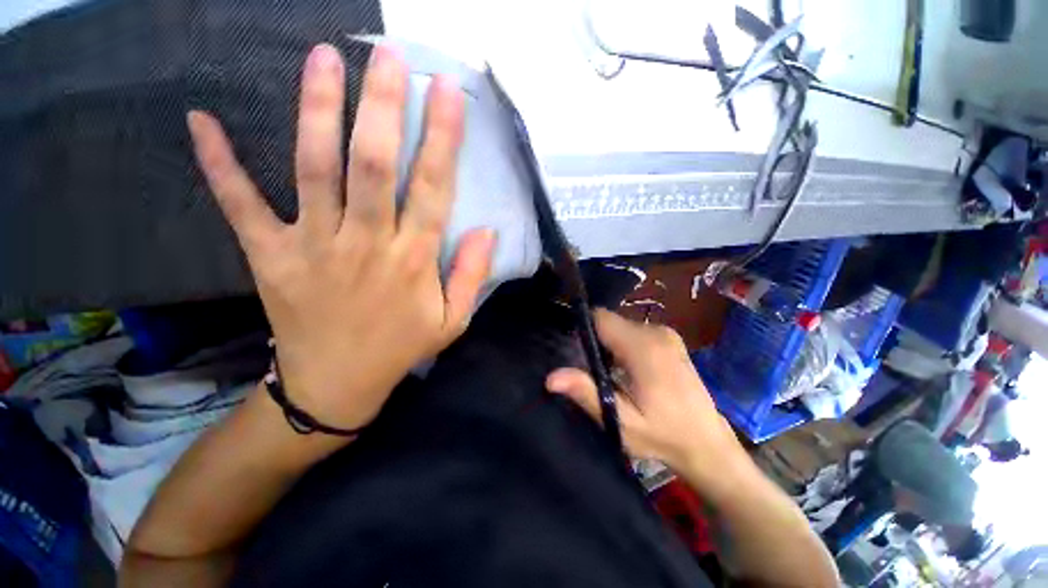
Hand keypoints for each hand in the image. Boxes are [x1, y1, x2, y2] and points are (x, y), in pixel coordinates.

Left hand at [187, 44, 494, 429]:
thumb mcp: (453, 320)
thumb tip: (486, 231)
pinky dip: (219, 164)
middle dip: (383, 106)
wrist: (337, 384)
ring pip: (315, 169)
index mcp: (413, 261)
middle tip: (387, 55)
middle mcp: (366, 244)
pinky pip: (241, 205)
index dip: (442, 138)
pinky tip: (203, 121)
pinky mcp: (269, 257)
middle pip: (374, 165)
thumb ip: (472, 276)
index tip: (446, 91)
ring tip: (324, 58)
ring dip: (318, 111)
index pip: (432, 188)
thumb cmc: (401, 348)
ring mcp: (313, 247)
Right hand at [546, 310, 746, 485]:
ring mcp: (666, 333)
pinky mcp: (670, 338)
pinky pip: (634, 331)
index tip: (574, 350)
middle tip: (591, 370)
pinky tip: (627, 370)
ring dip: (609, 343)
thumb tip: (551, 377)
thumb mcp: (621, 421)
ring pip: (621, 326)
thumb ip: (587, 393)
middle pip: (610, 321)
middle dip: (595, 340)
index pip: (601, 318)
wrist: (708, 444)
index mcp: (643, 347)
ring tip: (609, 374)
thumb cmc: (663, 435)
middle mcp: (655, 332)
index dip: (582, 328)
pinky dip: (623, 344)